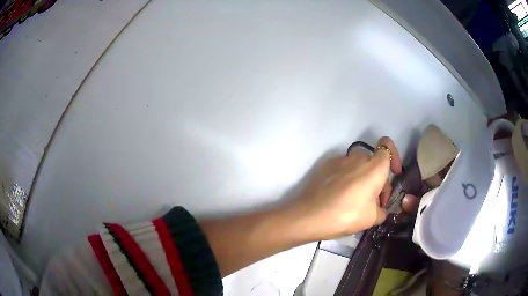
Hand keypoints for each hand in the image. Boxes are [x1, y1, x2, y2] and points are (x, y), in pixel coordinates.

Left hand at [287, 137, 417, 240]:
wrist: (309, 216)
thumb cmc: (346, 216)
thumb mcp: (372, 218)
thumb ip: (383, 210)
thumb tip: (380, 209)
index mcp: (374, 167)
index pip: (387, 146)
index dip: (394, 156)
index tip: (393, 173)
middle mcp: (357, 158)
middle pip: (373, 162)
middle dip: (378, 179)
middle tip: (373, 203)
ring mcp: (339, 160)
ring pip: (358, 166)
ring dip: (362, 179)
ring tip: (355, 202)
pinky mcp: (325, 166)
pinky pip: (343, 169)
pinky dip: (347, 179)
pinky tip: (339, 197)